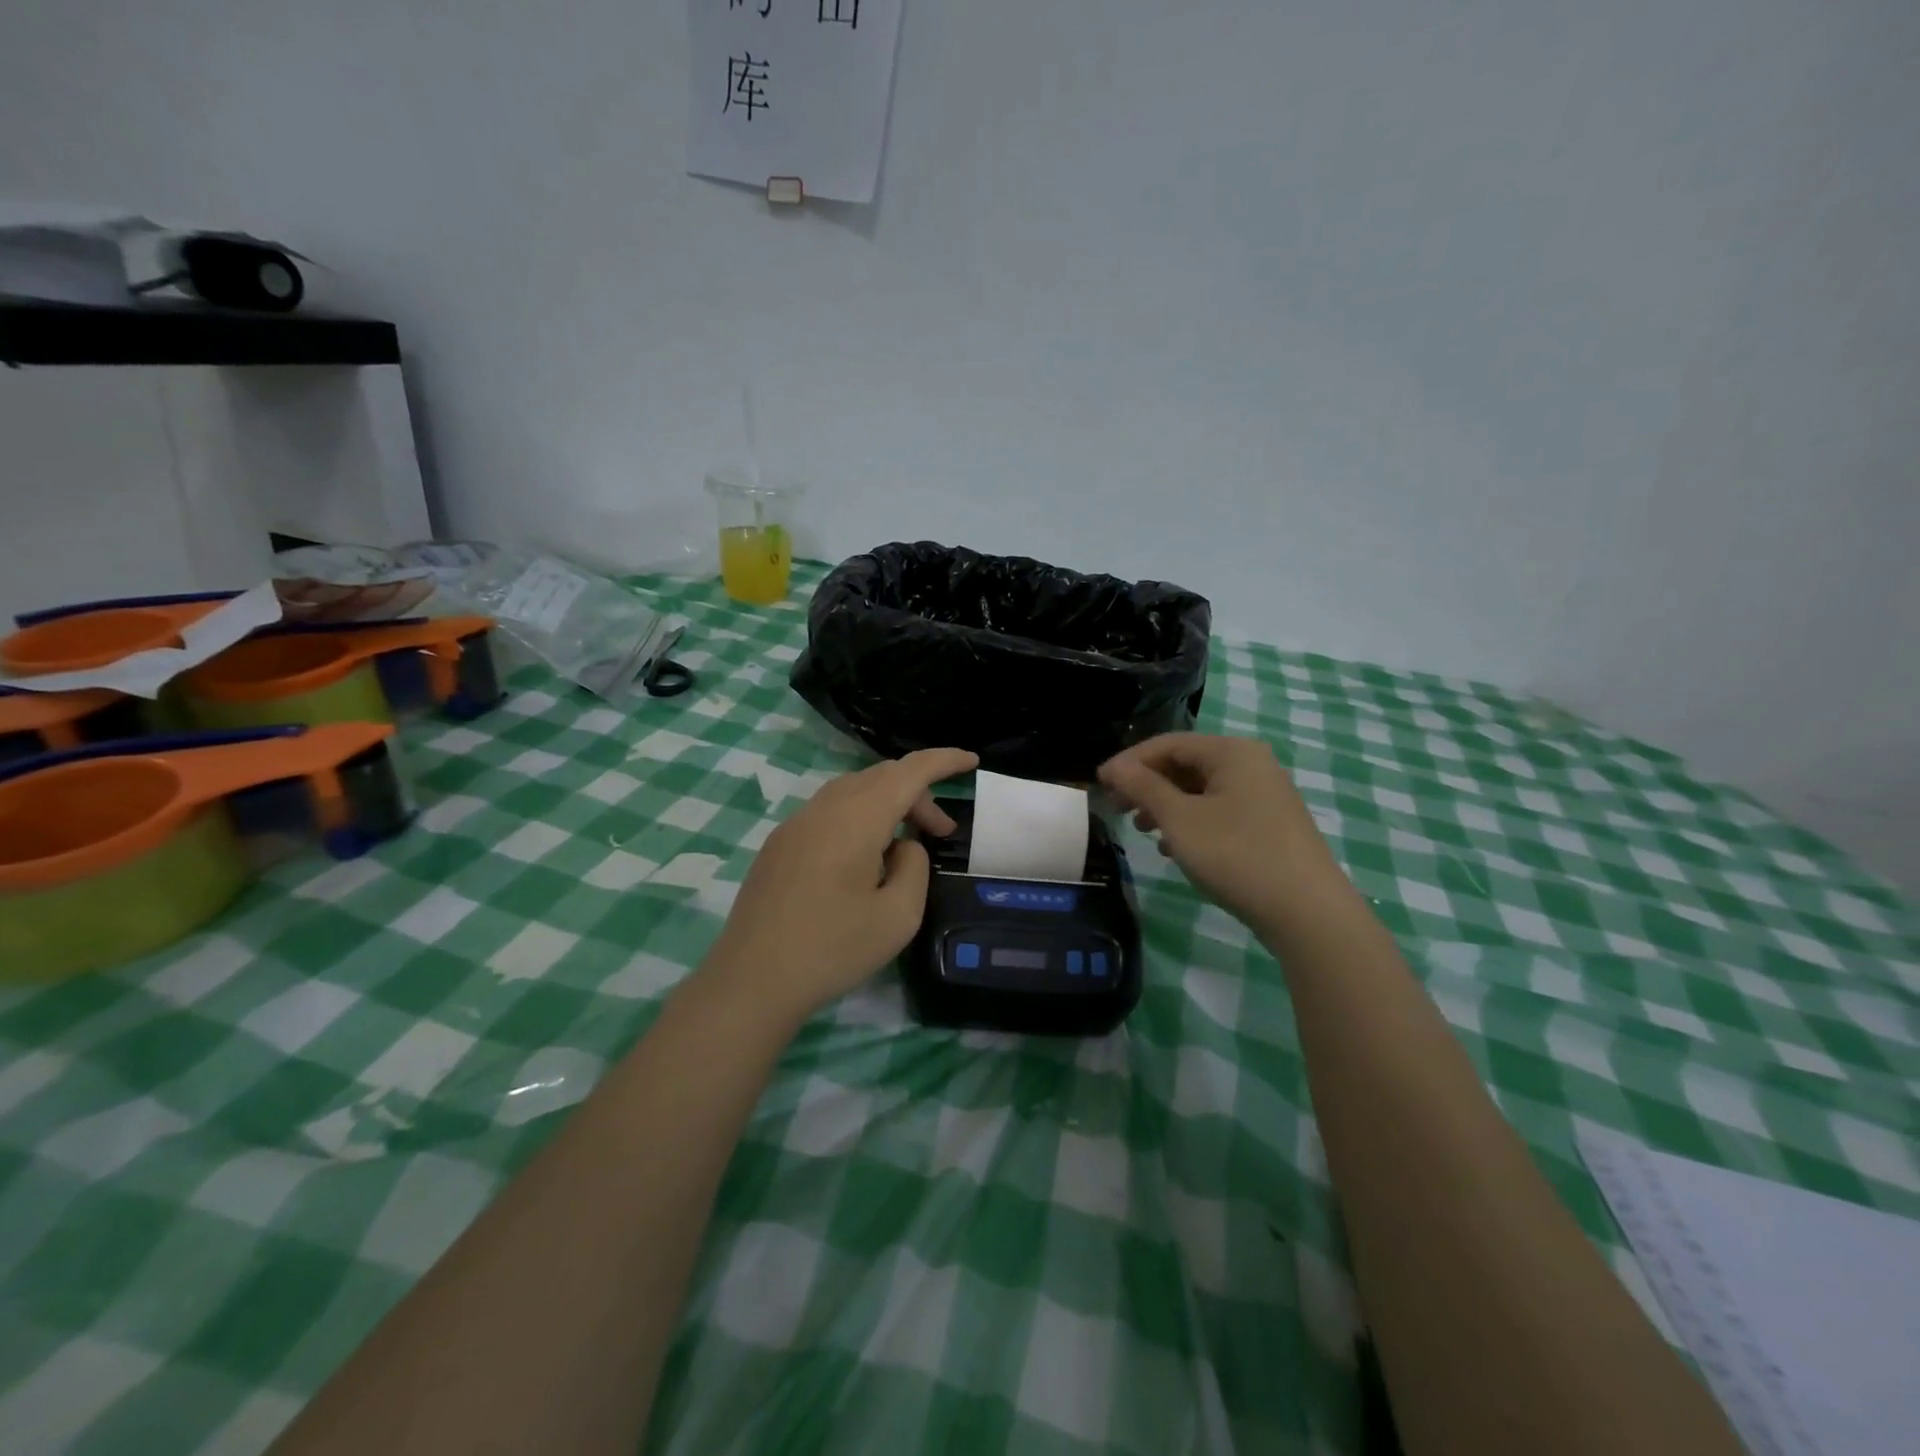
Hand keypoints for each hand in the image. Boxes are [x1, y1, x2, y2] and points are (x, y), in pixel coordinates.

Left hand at [703, 748, 978, 1018]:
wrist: (752, 980)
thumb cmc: (832, 949)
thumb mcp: (898, 916)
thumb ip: (914, 867)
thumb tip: (903, 845)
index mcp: (856, 818)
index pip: (909, 771)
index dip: (943, 760)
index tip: (971, 760)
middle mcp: (823, 808)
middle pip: (881, 777)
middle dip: (918, 794)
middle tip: (941, 832)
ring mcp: (795, 824)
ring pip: (853, 792)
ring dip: (888, 806)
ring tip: (906, 845)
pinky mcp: (779, 845)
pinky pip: (829, 812)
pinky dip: (860, 818)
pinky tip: (864, 859)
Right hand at [1098, 733, 1343, 931]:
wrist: (1306, 912)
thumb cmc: (1236, 854)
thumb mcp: (1179, 819)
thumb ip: (1144, 787)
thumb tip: (1115, 766)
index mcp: (1231, 752)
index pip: (1168, 743)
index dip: (1129, 761)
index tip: (1099, 783)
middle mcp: (1252, 764)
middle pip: (1186, 764)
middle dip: (1147, 785)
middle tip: (1116, 808)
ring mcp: (1265, 795)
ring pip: (1201, 790)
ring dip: (1166, 805)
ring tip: (1141, 830)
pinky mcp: (1270, 824)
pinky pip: (1219, 811)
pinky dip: (1191, 822)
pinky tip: (1173, 847)